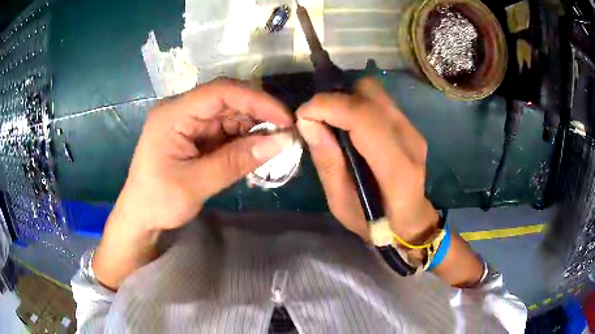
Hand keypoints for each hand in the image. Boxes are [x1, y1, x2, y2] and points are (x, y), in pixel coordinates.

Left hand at [113, 78, 293, 231]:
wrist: (140, 217)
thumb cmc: (158, 201)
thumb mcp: (196, 184)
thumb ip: (237, 161)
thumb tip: (283, 142)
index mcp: (173, 114)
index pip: (220, 92)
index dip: (256, 100)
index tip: (285, 119)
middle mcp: (181, 110)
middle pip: (227, 98)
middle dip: (259, 114)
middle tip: (286, 134)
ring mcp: (188, 121)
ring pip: (230, 113)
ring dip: (253, 127)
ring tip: (274, 144)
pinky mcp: (195, 134)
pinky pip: (225, 128)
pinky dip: (243, 138)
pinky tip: (256, 149)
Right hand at [296, 77, 438, 242]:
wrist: (410, 221)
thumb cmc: (375, 222)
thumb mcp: (341, 203)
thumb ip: (327, 161)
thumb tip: (307, 121)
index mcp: (396, 168)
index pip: (363, 117)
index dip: (328, 107)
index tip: (303, 115)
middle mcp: (410, 140)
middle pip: (370, 93)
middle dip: (337, 99)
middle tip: (318, 119)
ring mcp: (413, 130)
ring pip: (375, 92)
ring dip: (347, 99)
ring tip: (333, 122)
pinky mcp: (410, 126)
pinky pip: (379, 101)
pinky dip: (358, 104)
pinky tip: (350, 126)